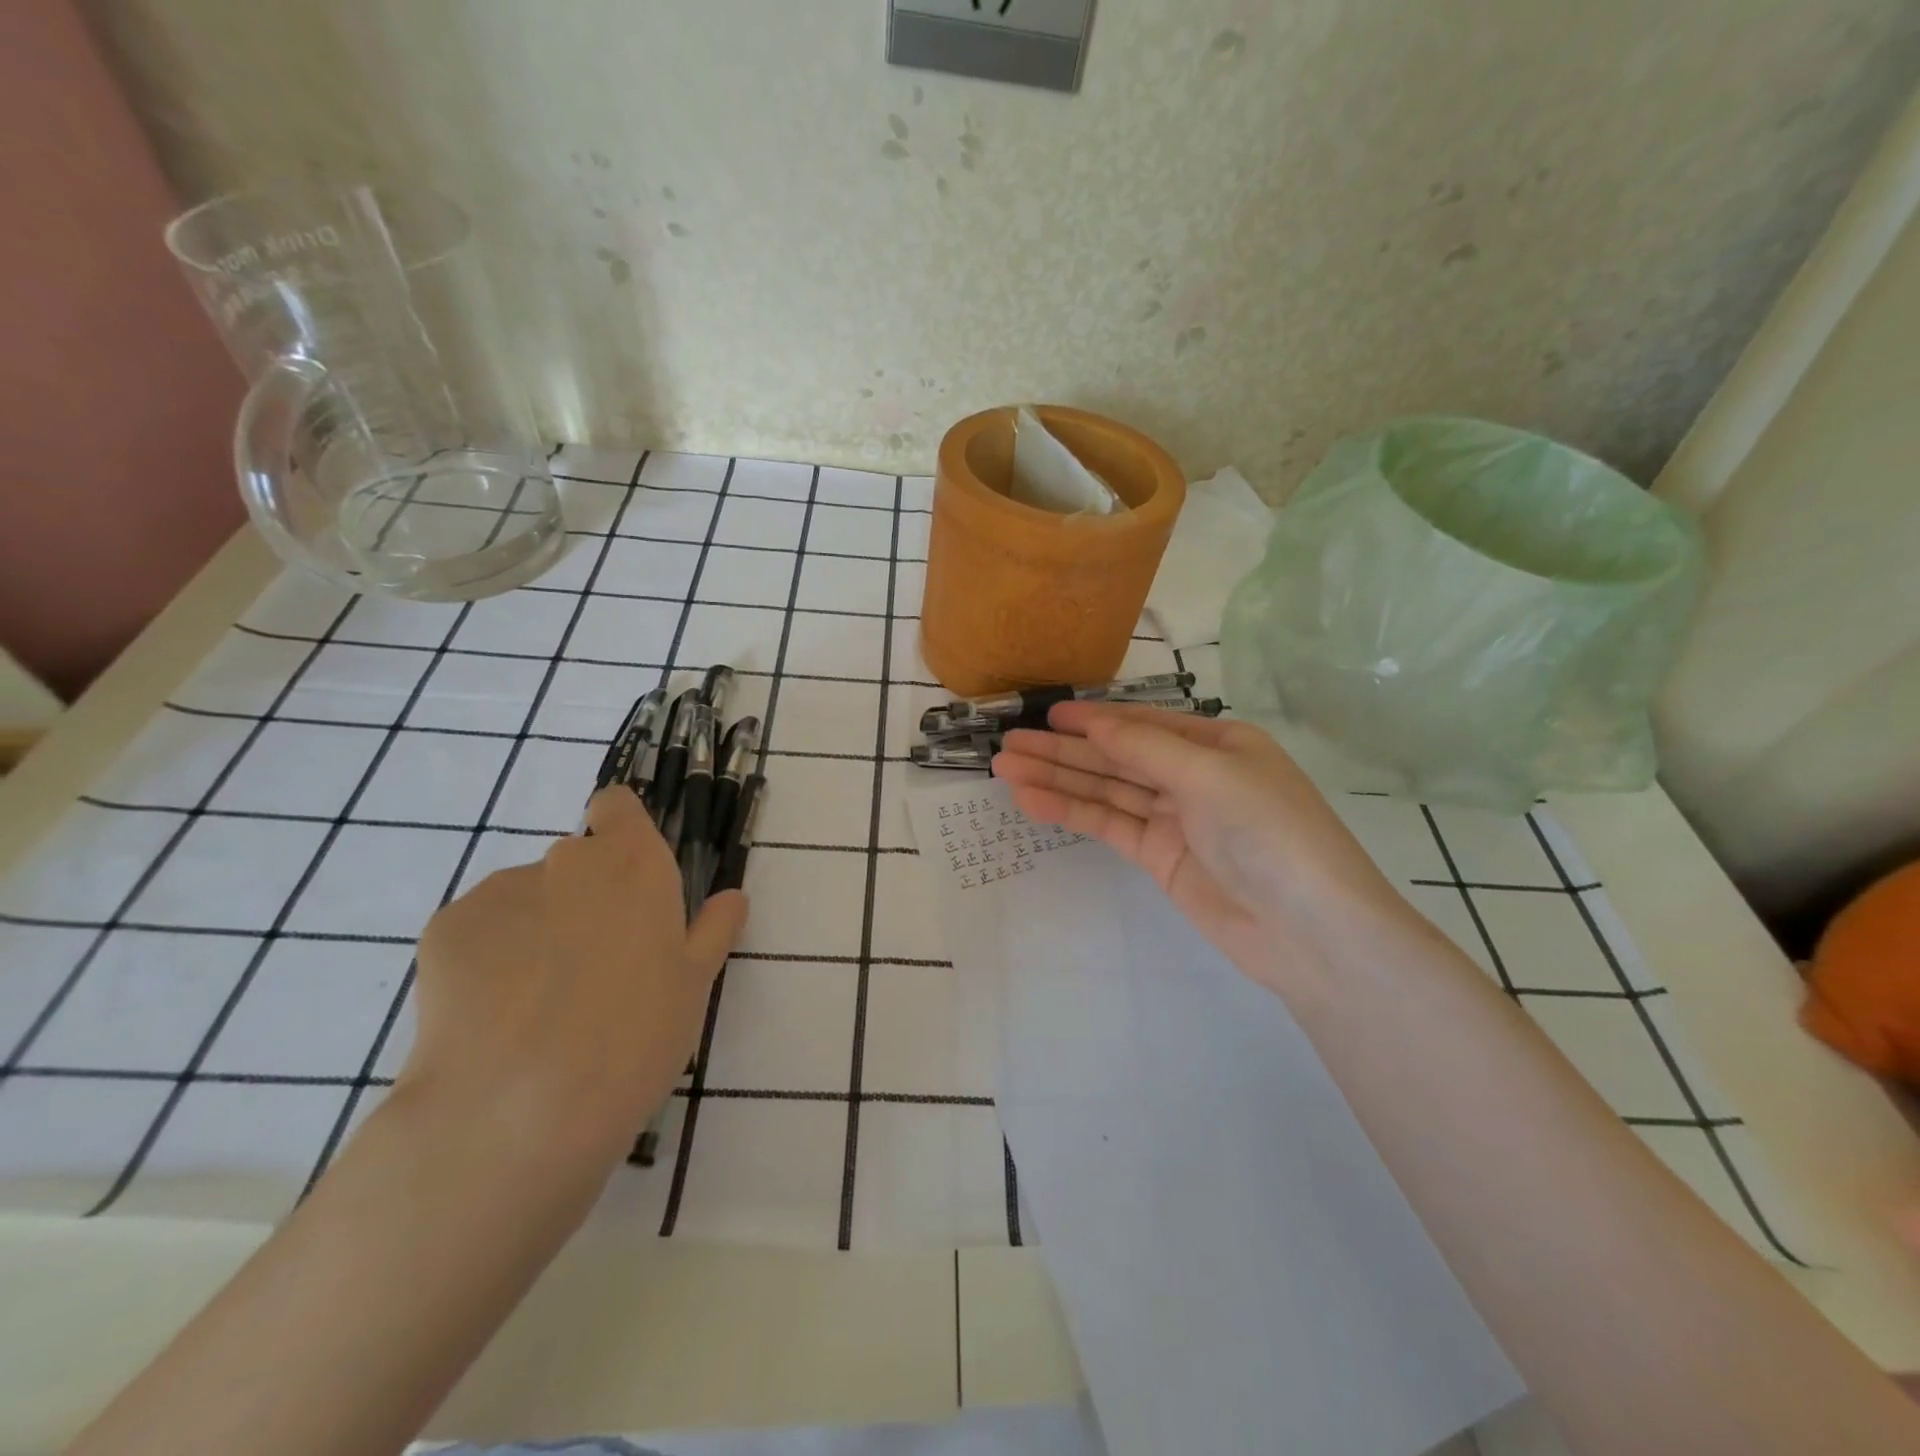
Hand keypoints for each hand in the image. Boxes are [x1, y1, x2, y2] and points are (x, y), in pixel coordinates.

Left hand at [401, 786, 747, 1177]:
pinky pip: (479, 929)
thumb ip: (713, 930)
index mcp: (635, 864)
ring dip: (537, 928)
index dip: (621, 831)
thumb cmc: (633, 1039)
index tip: (629, 880)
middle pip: (576, 861)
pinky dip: (488, 956)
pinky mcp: (445, 928)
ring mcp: (502, 890)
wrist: (513, 1111)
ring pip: (527, 897)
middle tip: (594, 967)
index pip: (618, 806)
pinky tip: (494, 1013)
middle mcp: (568, 860)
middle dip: (585, 898)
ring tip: (538, 1002)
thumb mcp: (695, 987)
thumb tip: (731, 897)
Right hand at [992, 703, 1412, 992]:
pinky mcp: (1160, 857)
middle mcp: (1193, 775)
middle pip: (1117, 757)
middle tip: (1009, 745)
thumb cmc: (1269, 832)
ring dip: (1058, 778)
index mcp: (1216, 744)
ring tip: (1006, 769)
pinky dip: (1073, 812)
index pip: (1142, 724)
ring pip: (1107, 790)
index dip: (1093, 719)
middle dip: (1063, 750)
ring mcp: (1175, 818)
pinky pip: (1109, 825)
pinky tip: (1033, 801)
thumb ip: (1144, 749)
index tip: (1046, 715)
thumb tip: (1092, 724)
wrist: (1308, 930)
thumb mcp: (1209, 775)